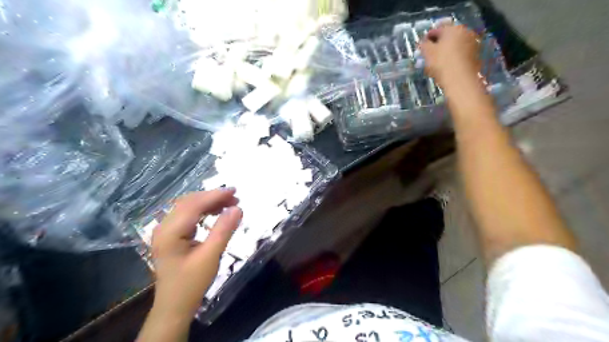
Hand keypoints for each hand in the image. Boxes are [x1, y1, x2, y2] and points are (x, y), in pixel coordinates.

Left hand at [149, 188, 242, 318]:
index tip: (235, 191)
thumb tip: (238, 208)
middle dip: (213, 197)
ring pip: (188, 207)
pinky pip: (188, 216)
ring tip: (229, 203)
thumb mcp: (210, 257)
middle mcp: (164, 227)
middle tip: (235, 197)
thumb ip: (223, 231)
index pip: (194, 205)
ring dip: (209, 202)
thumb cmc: (191, 284)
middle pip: (189, 202)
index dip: (215, 196)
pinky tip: (216, 212)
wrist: (174, 307)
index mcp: (169, 232)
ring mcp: (166, 231)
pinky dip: (203, 211)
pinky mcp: (171, 236)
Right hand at [421, 24, 483, 90]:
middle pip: (447, 37)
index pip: (436, 30)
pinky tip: (447, 66)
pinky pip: (461, 53)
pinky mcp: (475, 55)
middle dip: (437, 45)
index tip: (421, 47)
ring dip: (446, 51)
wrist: (460, 80)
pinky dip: (453, 57)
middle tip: (429, 55)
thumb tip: (423, 43)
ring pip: (455, 45)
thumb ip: (423, 45)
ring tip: (437, 62)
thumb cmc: (441, 63)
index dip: (427, 38)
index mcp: (452, 28)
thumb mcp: (427, 53)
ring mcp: (472, 43)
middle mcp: (465, 31)